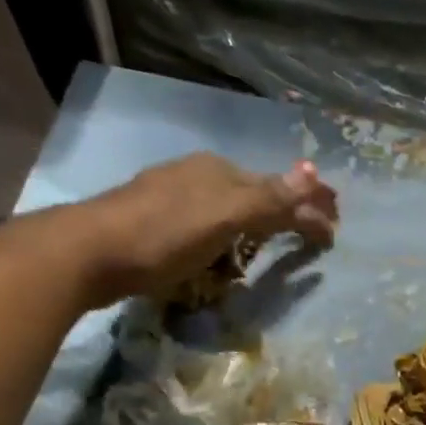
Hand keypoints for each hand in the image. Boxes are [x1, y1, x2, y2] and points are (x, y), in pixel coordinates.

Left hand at [87, 153, 338, 303]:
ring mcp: (175, 197)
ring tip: (282, 240)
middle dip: (290, 210)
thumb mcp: (223, 216)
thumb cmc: (164, 234)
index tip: (334, 231)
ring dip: (262, 221)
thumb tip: (313, 173)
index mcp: (219, 172)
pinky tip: (229, 247)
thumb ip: (268, 199)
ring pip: (232, 207)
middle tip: (317, 232)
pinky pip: (211, 224)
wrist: (91, 252)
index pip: (278, 188)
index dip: (309, 206)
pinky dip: (233, 234)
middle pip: (257, 193)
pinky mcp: (157, 222)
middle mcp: (199, 176)